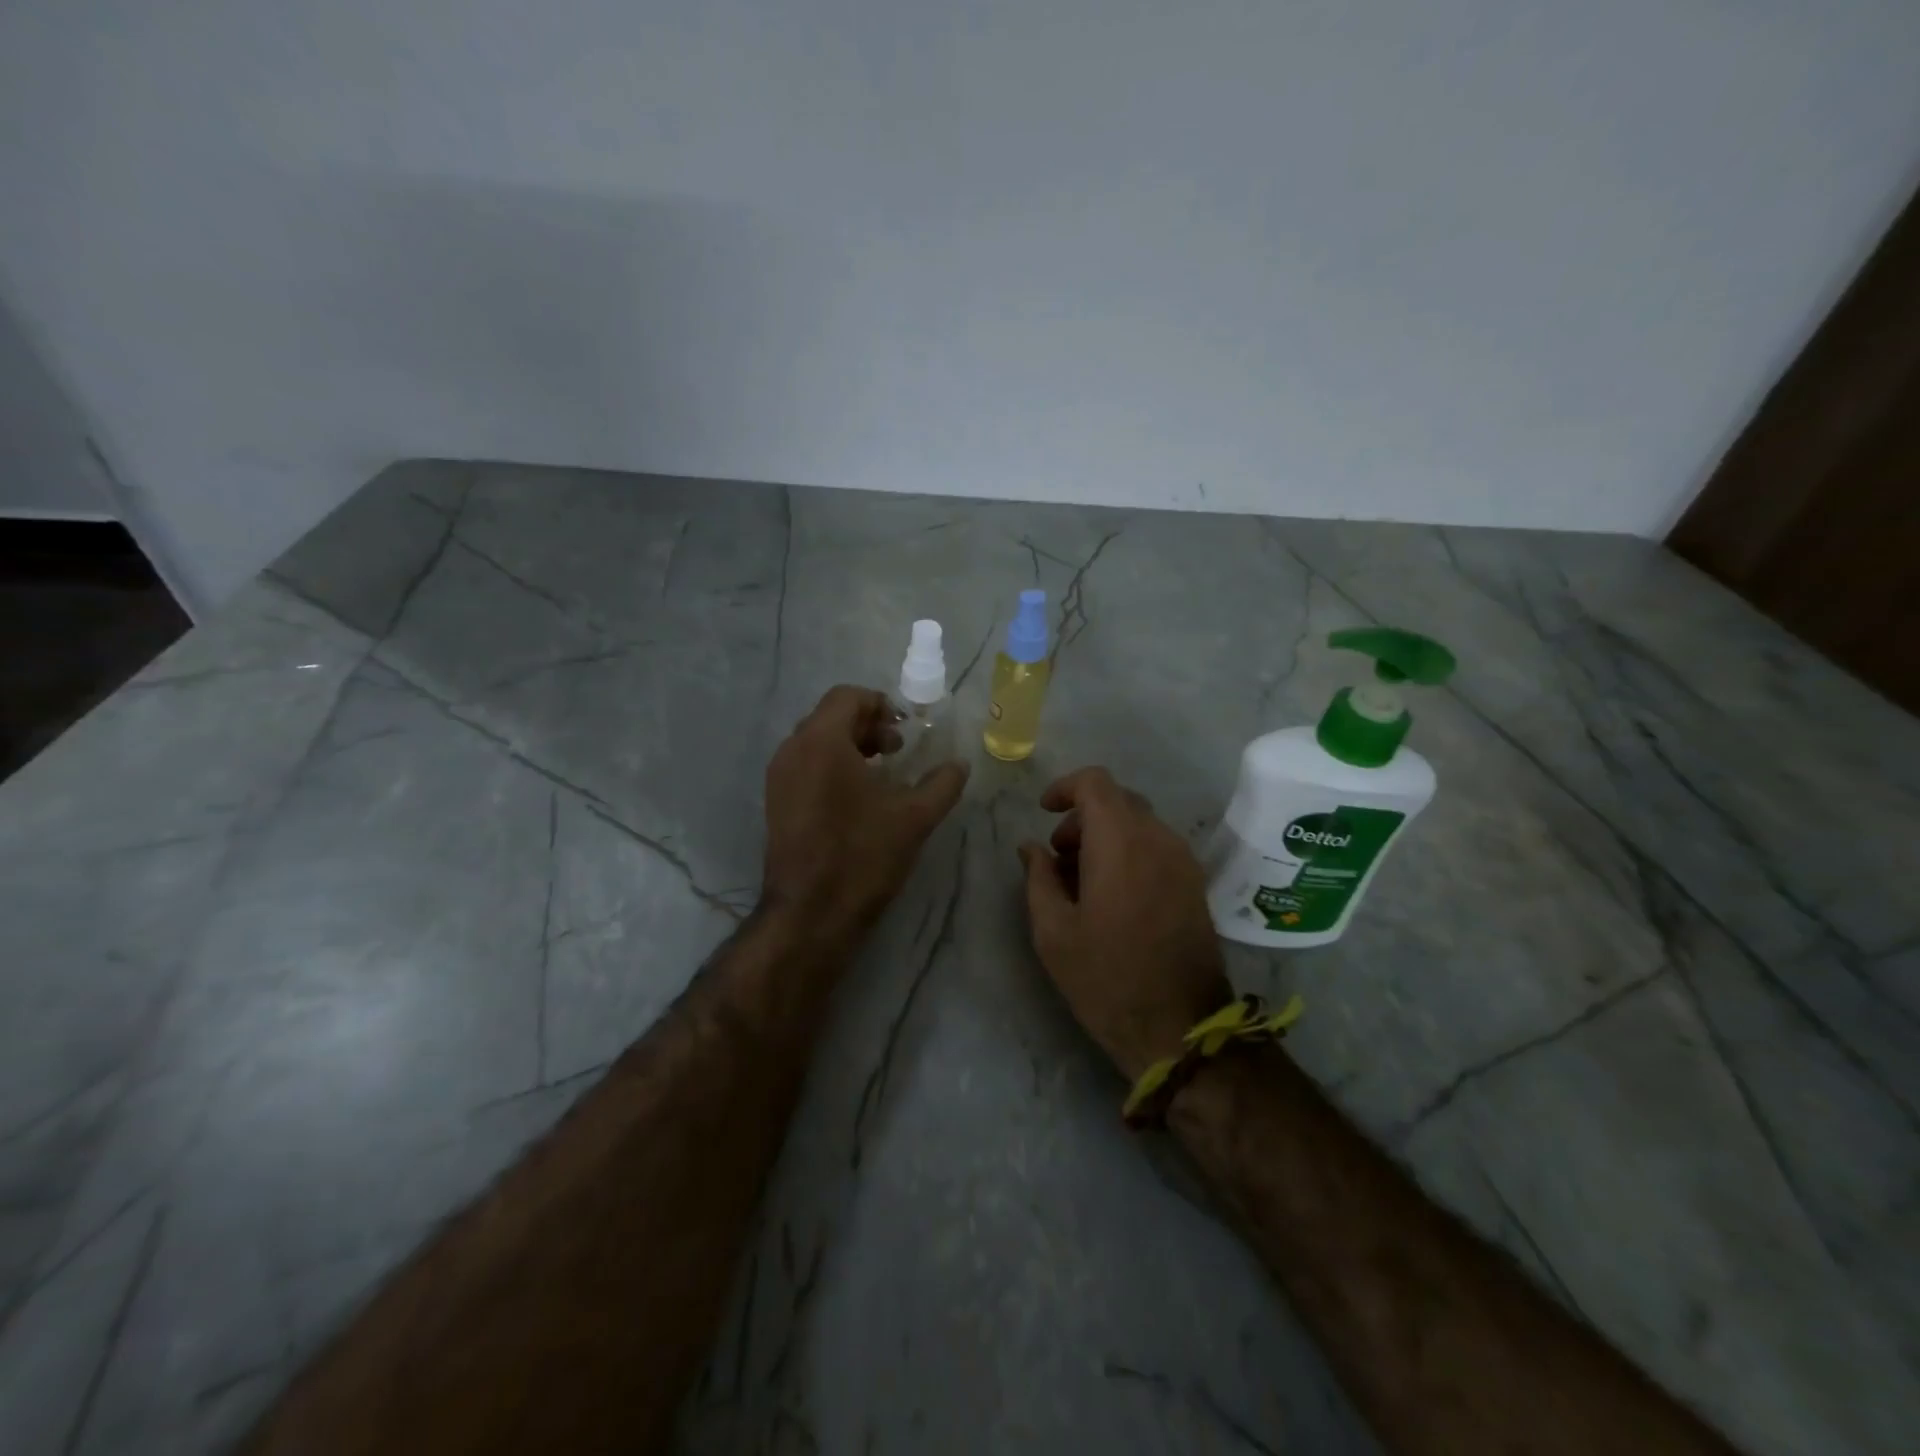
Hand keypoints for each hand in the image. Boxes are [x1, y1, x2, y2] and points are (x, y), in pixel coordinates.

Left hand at [762, 685, 968, 949]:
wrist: (810, 914)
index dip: (880, 704)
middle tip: (899, 749)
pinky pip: (805, 765)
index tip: (906, 729)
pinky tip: (858, 798)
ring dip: (850, 745)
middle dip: (867, 725)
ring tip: (882, 772)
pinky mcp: (776, 802)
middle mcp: (792, 750)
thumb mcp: (914, 818)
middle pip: (830, 716)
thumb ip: (942, 783)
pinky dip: (832, 766)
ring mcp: (779, 778)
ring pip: (816, 741)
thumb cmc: (862, 856)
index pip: (847, 696)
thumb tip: (959, 764)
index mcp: (821, 741)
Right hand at [1020, 767, 1232, 1079]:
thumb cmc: (1106, 978)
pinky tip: (1112, 894)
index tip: (1044, 813)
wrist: (1180, 1029)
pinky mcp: (1195, 884)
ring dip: (1106, 835)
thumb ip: (1039, 878)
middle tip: (1059, 858)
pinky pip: (1157, 846)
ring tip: (1082, 881)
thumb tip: (1031, 847)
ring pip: (1139, 823)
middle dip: (1082, 817)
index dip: (1065, 787)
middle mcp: (1159, 839)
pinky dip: (1130, 851)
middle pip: (1118, 800)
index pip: (1096, 782)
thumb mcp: (1053, 931)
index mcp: (1121, 842)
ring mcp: (1183, 861)